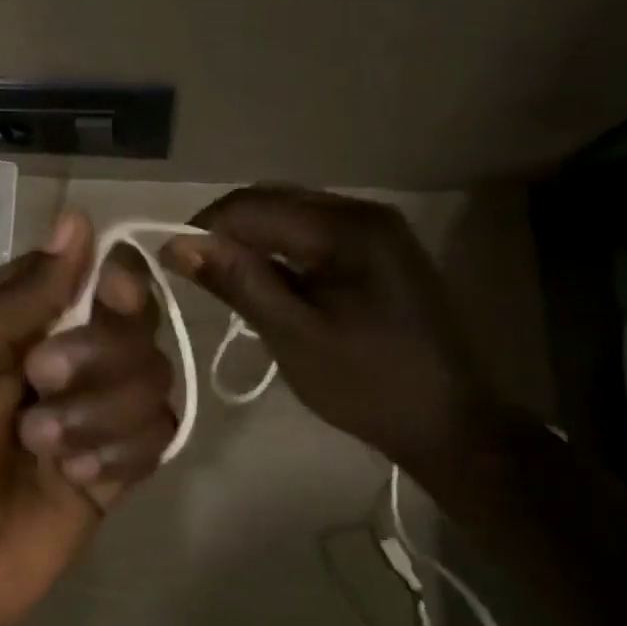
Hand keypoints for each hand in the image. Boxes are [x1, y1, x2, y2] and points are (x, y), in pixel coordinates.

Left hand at [0, 212, 176, 625]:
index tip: (110, 293)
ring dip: (101, 412)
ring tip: (42, 448)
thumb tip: (79, 219)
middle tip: (39, 381)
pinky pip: (159, 436)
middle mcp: (66, 355)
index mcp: (20, 319)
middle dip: (97, 353)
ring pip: (154, 377)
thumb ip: (20, 296)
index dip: (113, 278)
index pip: (94, 271)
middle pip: (135, 322)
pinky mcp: (114, 467)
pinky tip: (74, 480)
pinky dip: (119, 452)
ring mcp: (93, 412)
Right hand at [163, 185, 498, 476]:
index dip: (205, 226)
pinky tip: (268, 280)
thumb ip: (238, 281)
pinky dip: (282, 249)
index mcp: (346, 228)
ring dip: (253, 239)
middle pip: (273, 201)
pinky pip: (314, 233)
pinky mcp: (380, 250)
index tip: (171, 261)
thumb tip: (176, 243)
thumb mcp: (294, 335)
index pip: (253, 205)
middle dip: (228, 230)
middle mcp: (363, 212)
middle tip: (196, 273)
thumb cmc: (370, 384)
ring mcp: (377, 229)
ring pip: (292, 214)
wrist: (454, 424)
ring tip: (225, 278)